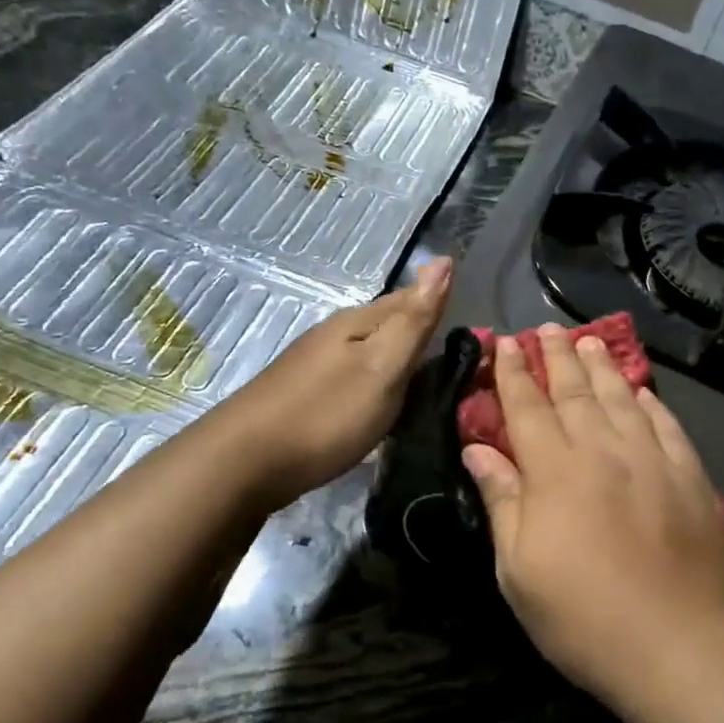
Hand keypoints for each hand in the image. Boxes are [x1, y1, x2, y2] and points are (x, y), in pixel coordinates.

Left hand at [217, 258, 450, 509]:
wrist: (246, 463)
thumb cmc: (326, 414)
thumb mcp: (382, 367)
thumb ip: (414, 320)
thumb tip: (443, 259)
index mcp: (357, 322)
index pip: (409, 299)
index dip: (441, 308)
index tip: (477, 335)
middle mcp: (334, 335)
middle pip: (388, 326)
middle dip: (421, 336)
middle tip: (460, 364)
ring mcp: (315, 365)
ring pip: (370, 353)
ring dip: (398, 362)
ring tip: (428, 386)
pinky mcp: (305, 396)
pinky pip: (354, 379)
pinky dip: (376, 386)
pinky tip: (382, 405)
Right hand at [460, 324, 723, 708]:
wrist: (679, 646)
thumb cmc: (582, 616)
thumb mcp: (518, 569)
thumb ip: (501, 500)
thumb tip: (477, 449)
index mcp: (555, 471)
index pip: (527, 407)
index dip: (513, 373)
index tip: (504, 342)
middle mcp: (603, 450)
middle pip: (575, 392)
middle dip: (556, 357)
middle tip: (546, 329)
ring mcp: (652, 460)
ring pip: (621, 399)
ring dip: (601, 367)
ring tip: (588, 341)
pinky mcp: (691, 477)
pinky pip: (666, 425)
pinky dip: (650, 403)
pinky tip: (642, 391)